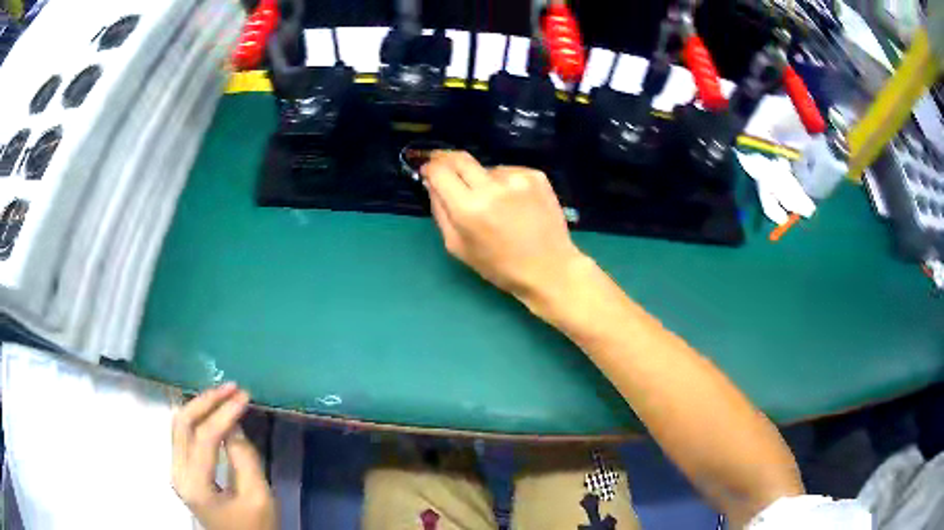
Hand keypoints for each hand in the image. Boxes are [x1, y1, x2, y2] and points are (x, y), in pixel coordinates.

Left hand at [171, 383, 276, 529]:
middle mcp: (177, 473)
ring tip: (224, 395)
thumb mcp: (258, 496)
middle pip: (182, 423)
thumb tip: (233, 424)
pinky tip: (212, 412)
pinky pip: (182, 434)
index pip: (204, 437)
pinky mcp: (181, 470)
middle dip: (206, 401)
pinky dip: (197, 418)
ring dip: (200, 406)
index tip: (244, 396)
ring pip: (179, 425)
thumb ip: (244, 458)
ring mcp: (176, 471)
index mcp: (195, 485)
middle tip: (231, 388)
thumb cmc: (254, 527)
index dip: (224, 413)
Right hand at [421, 151, 589, 305]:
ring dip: (482, 179)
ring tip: (495, 204)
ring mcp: (517, 178)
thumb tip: (431, 183)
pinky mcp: (536, 176)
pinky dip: (505, 183)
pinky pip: (509, 172)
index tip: (427, 169)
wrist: (549, 268)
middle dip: (447, 160)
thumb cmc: (500, 266)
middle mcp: (492, 186)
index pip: (440, 171)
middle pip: (460, 158)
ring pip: (486, 168)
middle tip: (445, 168)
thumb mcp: (458, 247)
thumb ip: (440, 211)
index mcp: (469, 208)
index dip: (430, 167)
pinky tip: (514, 204)